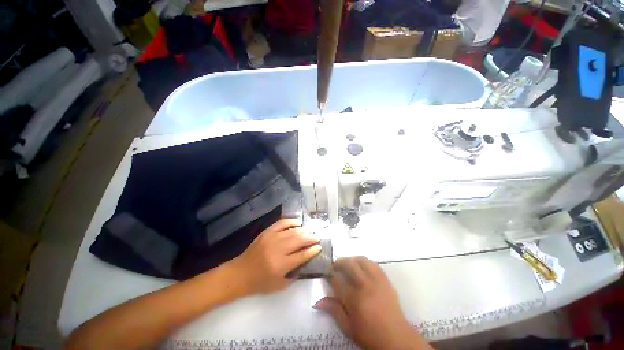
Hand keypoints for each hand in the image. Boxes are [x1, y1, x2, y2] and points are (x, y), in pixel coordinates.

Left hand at [230, 219, 320, 294]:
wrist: (240, 273)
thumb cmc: (260, 282)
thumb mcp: (280, 285)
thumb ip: (295, 275)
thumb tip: (305, 261)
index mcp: (281, 265)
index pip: (302, 255)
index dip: (312, 250)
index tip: (319, 247)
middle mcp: (278, 250)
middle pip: (299, 240)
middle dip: (311, 238)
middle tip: (317, 237)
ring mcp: (272, 238)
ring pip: (292, 231)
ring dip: (304, 230)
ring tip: (310, 231)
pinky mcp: (267, 232)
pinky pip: (282, 223)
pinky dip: (291, 221)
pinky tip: (298, 223)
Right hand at [314, 257, 431, 349]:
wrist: (396, 339)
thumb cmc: (369, 335)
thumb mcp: (348, 327)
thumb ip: (334, 311)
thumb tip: (317, 301)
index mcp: (353, 299)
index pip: (336, 280)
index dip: (329, 274)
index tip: (326, 273)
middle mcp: (364, 285)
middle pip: (349, 264)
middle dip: (339, 262)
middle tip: (335, 266)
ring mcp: (376, 280)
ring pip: (362, 260)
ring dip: (352, 259)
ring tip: (348, 264)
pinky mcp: (385, 280)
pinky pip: (374, 264)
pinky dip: (365, 262)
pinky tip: (362, 267)